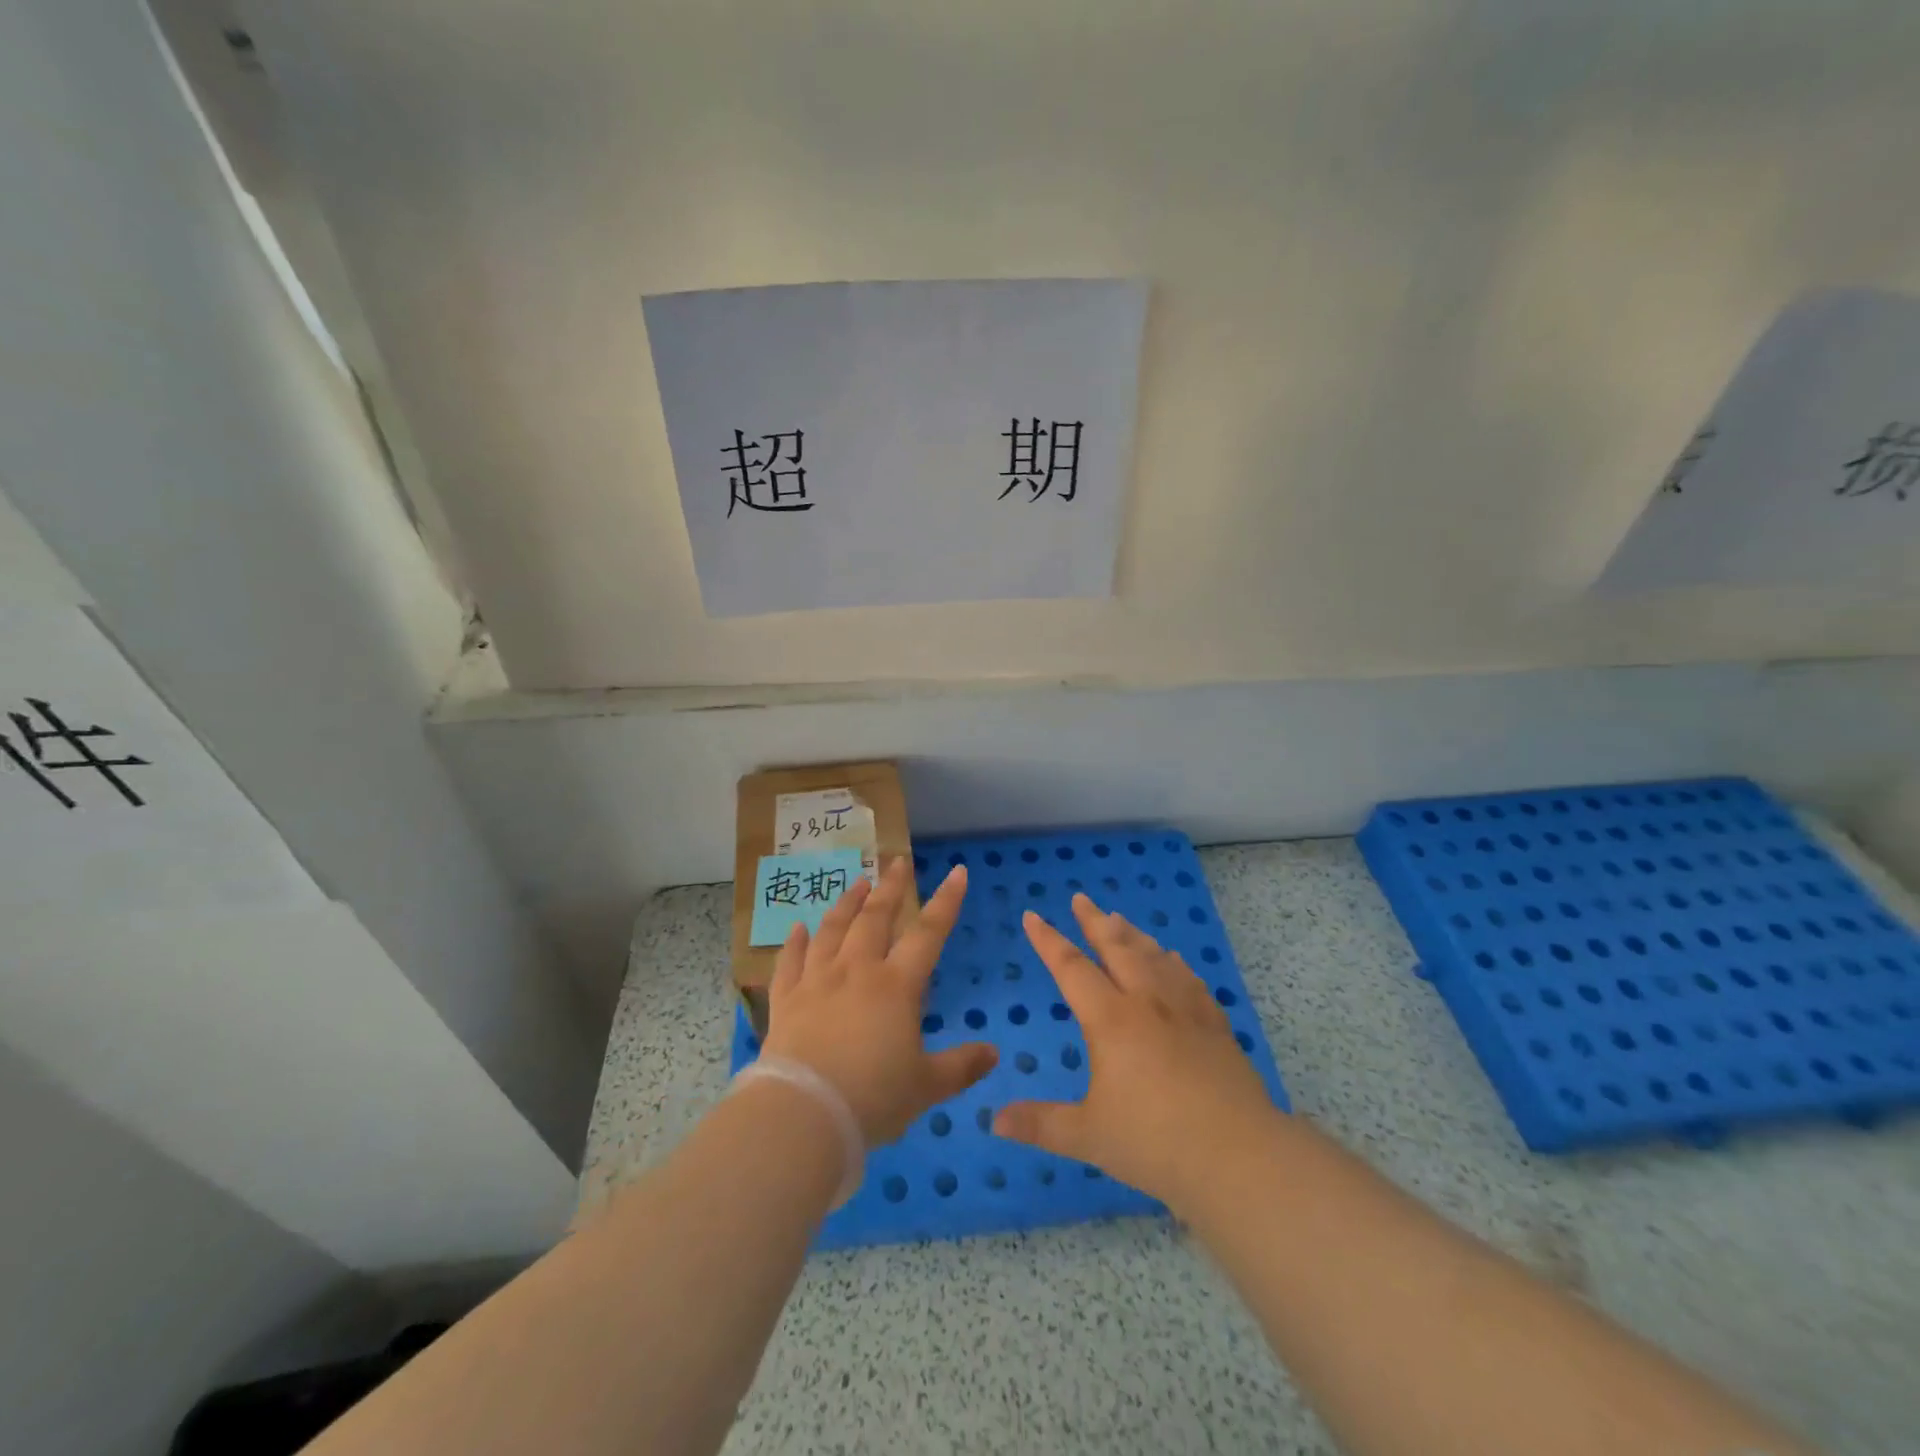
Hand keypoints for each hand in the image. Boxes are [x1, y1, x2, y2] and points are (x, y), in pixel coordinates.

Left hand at [761, 858, 997, 1145]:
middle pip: (875, 918)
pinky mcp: (786, 1000)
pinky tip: (797, 928)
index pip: (928, 933)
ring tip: (856, 884)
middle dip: (889, 888)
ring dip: (845, 904)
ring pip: (832, 930)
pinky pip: (789, 962)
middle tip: (896, 862)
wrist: (804, 1113)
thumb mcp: (926, 1087)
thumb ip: (960, 1067)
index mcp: (896, 986)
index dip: (946, 902)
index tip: (957, 872)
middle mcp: (856, 971)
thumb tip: (994, 1053)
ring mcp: (817, 981)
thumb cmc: (873, 1098)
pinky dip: (794, 943)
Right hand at [994, 893, 1280, 1208]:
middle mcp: (1147, 1002)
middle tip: (1081, 899)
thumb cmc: (1156, 1143)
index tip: (1032, 915)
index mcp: (1111, 1020)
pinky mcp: (1215, 1025)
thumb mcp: (1089, 1136)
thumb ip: (1040, 1124)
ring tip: (1120, 920)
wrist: (1240, 1156)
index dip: (1048, 941)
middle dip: (1094, 921)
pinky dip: (1174, 963)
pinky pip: (1189, 979)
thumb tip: (994, 1121)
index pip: (1071, 968)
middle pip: (1117, 947)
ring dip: (1133, 935)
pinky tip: (1173, 961)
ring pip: (1154, 956)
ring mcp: (1186, 1010)